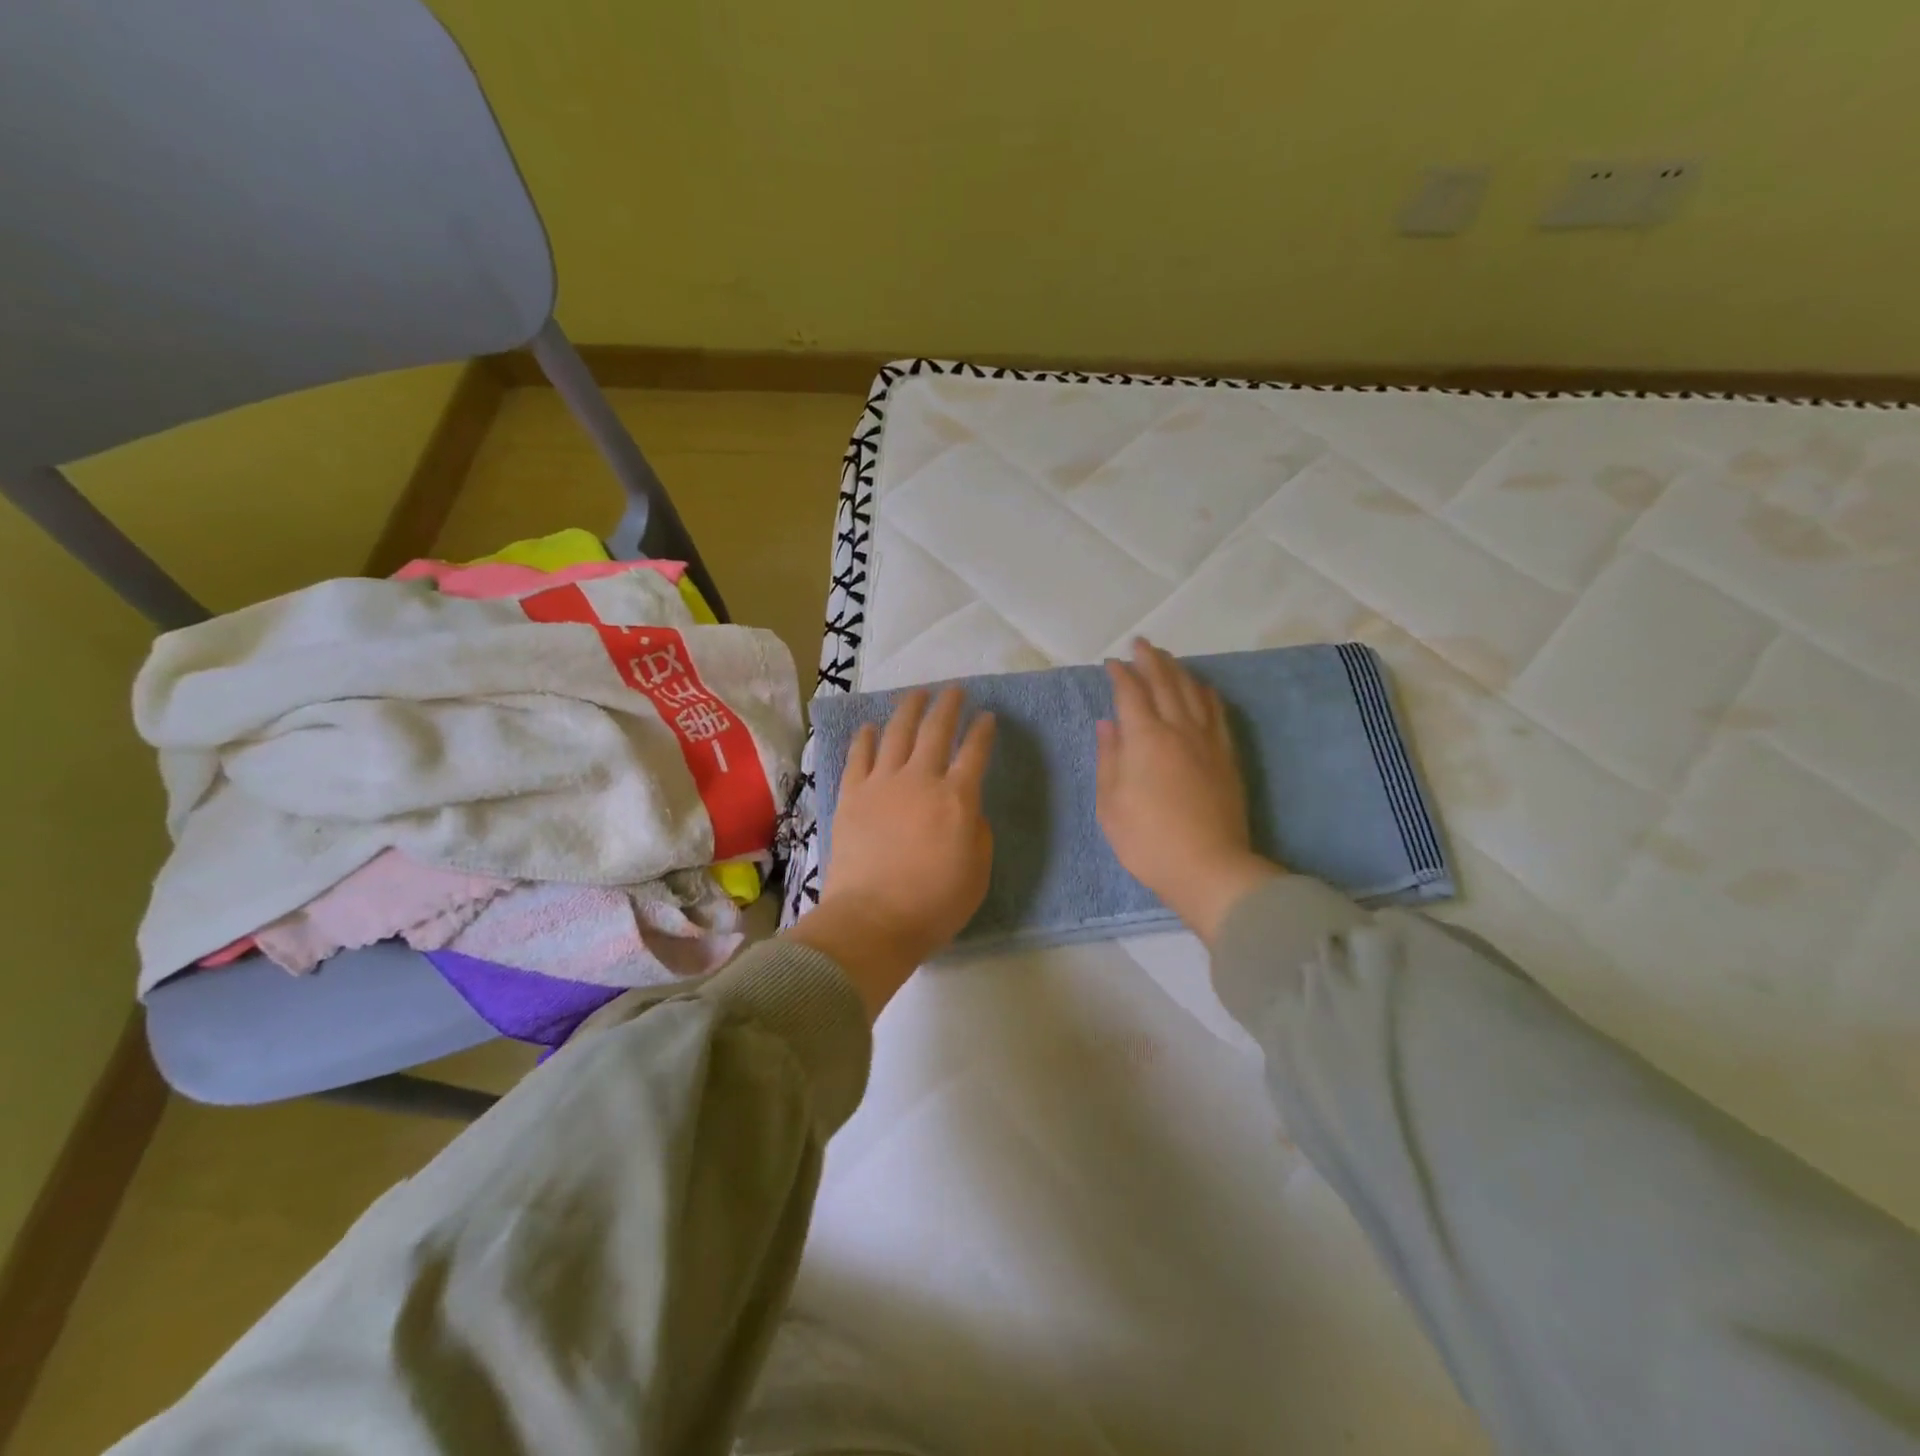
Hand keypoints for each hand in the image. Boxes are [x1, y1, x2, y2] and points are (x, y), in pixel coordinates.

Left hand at [789, 686, 995, 1016]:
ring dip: (909, 709)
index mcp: (956, 798)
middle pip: (936, 730)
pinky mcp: (851, 795)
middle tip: (954, 691)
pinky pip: (859, 756)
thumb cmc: (933, 904)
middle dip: (948, 705)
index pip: (974, 752)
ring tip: (916, 695)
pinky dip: (865, 737)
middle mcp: (920, 779)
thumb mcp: (978, 872)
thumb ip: (978, 832)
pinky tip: (870, 726)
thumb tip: (967, 810)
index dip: (983, 731)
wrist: (872, 920)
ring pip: (896, 733)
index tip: (988, 717)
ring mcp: (881, 784)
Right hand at [1096, 638, 1279, 943]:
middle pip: (1165, 682)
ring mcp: (1207, 741)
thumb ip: (1109, 758)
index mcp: (1145, 738)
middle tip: (1140, 644)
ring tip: (1167, 658)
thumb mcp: (1110, 804)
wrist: (1209, 867)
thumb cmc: (1147, 840)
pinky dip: (1206, 692)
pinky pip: (1216, 712)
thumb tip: (1108, 723)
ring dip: (1177, 670)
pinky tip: (1201, 688)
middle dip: (1150, 660)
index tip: (1110, 662)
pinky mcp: (1227, 756)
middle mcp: (1178, 729)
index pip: (1130, 693)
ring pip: (1193, 691)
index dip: (1119, 674)